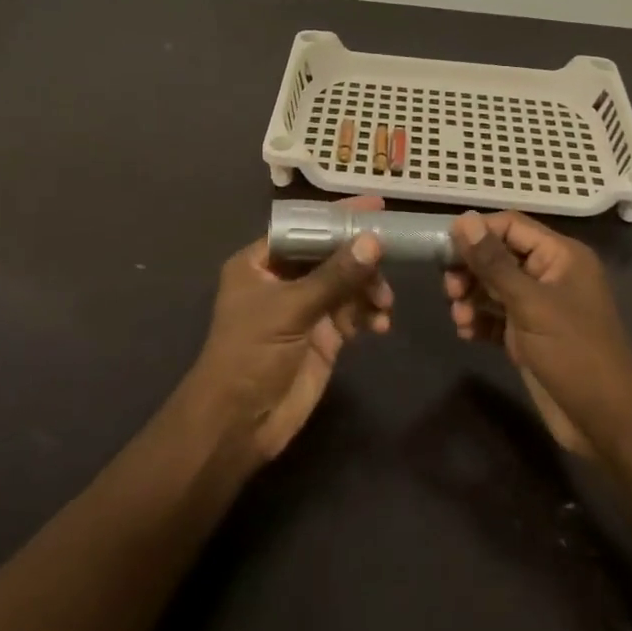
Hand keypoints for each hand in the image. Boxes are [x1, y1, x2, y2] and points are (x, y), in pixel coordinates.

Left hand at [194, 197, 393, 461]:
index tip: (377, 205)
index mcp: (261, 262)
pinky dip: (369, 314)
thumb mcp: (291, 309)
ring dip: (369, 288)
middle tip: (392, 256)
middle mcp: (283, 279)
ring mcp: (305, 308)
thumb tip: (374, 241)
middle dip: (361, 257)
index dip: (339, 216)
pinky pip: (353, 313)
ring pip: (346, 283)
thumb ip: (335, 275)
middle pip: (331, 254)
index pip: (305, 227)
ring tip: (383, 303)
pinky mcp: (323, 336)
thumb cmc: (251, 354)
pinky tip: (380, 324)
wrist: (239, 425)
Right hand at [445, 212, 631, 456]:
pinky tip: (466, 332)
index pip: (511, 226)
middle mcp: (550, 275)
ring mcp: (539, 307)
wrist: (606, 422)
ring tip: (459, 317)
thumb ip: (493, 262)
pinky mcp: (529, 336)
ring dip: (471, 297)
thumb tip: (464, 218)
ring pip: (494, 287)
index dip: (477, 232)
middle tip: (450, 289)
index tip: (444, 247)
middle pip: (499, 256)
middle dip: (471, 269)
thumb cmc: (573, 352)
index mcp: (560, 256)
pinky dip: (479, 320)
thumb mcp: (530, 303)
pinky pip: (496, 316)